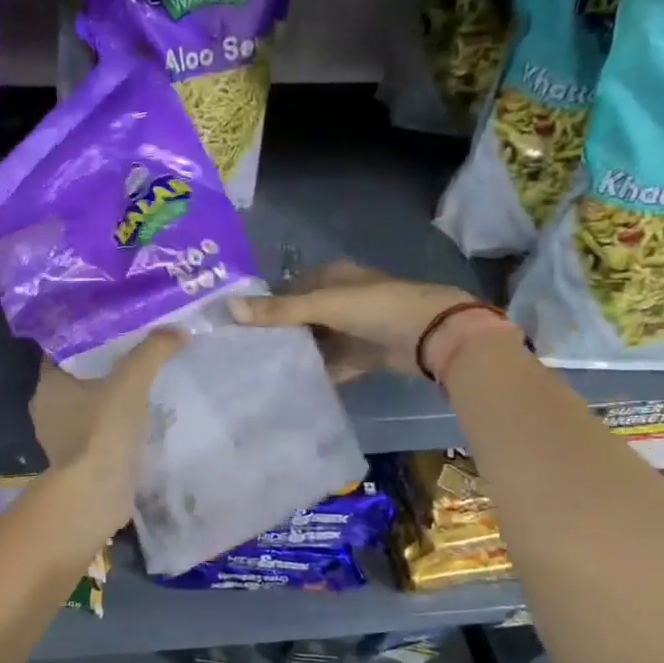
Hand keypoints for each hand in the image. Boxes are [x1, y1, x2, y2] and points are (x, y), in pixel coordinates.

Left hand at [29, 329, 184, 537]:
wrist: (94, 496)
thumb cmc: (102, 431)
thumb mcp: (130, 382)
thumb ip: (152, 352)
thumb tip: (177, 330)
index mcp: (47, 385)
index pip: (63, 349)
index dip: (87, 336)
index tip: (115, 327)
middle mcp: (46, 409)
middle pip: (77, 377)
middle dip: (103, 366)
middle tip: (135, 351)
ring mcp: (60, 439)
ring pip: (87, 406)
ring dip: (109, 398)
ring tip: (142, 384)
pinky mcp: (77, 462)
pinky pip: (96, 432)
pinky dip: (113, 425)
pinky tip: (138, 420)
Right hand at [228, 259, 493, 380]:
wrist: (435, 336)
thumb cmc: (378, 308)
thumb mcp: (325, 305)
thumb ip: (279, 310)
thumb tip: (228, 307)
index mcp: (332, 276)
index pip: (287, 288)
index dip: (263, 304)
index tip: (235, 325)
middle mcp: (341, 298)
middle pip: (300, 317)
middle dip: (277, 333)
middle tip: (243, 354)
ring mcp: (354, 327)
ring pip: (316, 341)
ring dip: (297, 354)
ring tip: (261, 372)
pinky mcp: (364, 353)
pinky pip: (333, 363)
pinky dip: (318, 372)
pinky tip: (294, 385)